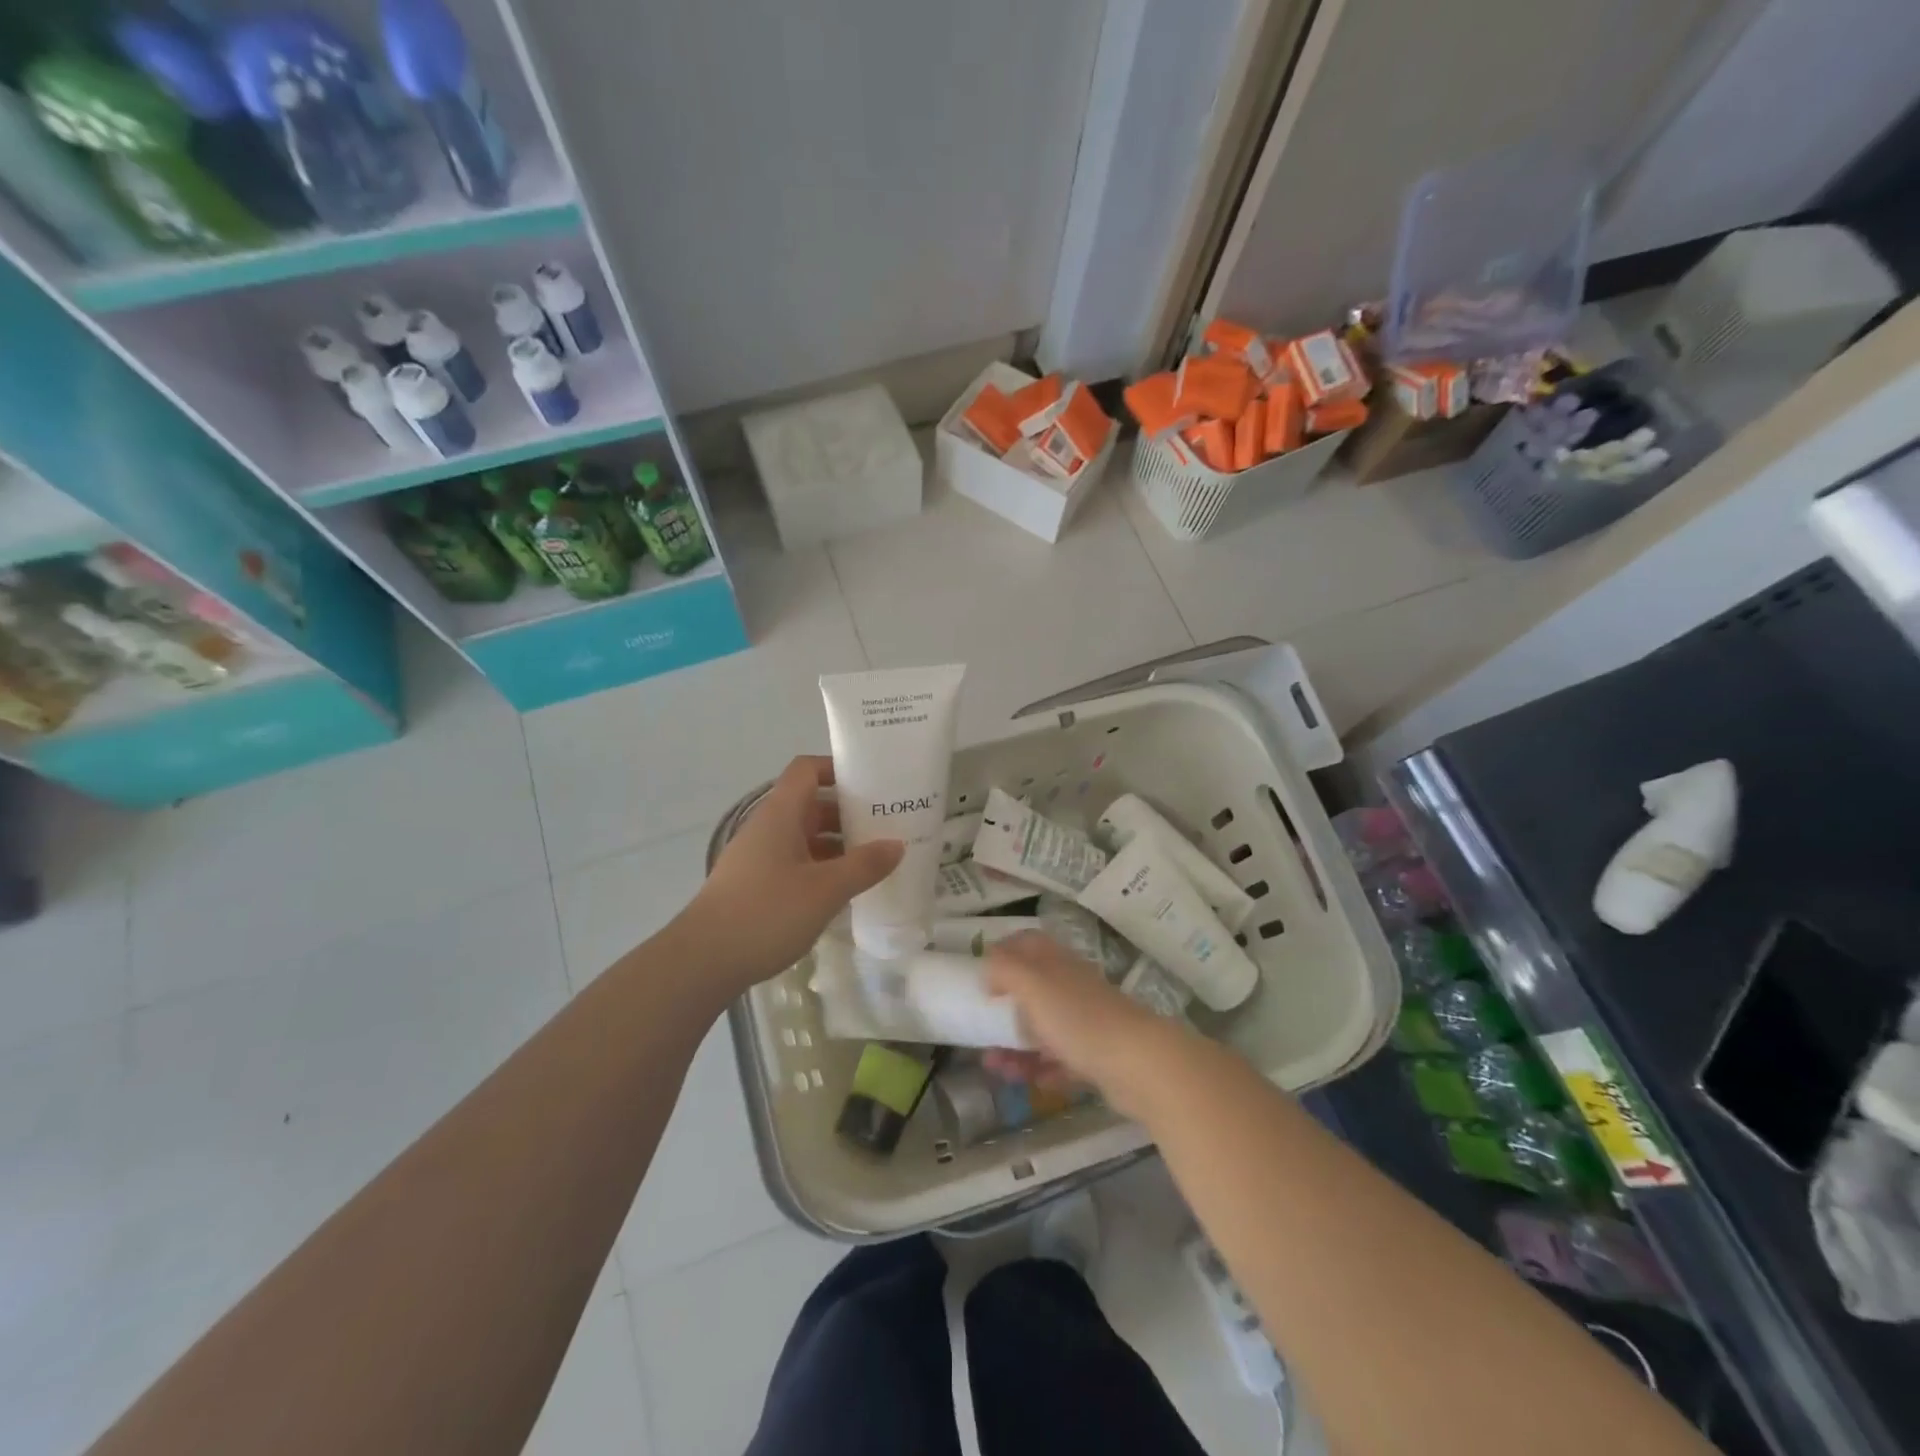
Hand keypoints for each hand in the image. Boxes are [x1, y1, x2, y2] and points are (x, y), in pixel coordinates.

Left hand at [686, 755, 902, 992]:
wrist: (703, 961)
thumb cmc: (766, 913)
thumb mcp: (825, 890)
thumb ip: (864, 865)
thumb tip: (897, 845)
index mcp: (780, 815)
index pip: (807, 770)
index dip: (837, 768)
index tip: (873, 782)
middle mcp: (767, 828)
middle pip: (810, 804)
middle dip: (847, 811)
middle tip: (886, 824)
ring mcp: (758, 857)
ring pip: (804, 836)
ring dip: (837, 843)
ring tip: (873, 859)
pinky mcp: (755, 885)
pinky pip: (795, 862)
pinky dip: (821, 867)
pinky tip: (843, 889)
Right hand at [984, 932, 1181, 1117]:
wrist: (1139, 1064)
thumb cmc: (1079, 1019)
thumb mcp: (1033, 985)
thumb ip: (1006, 969)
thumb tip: (988, 966)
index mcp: (1057, 963)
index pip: (1027, 943)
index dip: (1004, 952)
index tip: (981, 974)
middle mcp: (1072, 987)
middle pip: (1033, 990)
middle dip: (1005, 1011)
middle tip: (982, 1031)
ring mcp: (1086, 1022)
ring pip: (1044, 1028)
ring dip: (1017, 1047)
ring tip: (996, 1069)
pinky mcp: (1097, 1056)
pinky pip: (1061, 1060)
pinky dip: (1042, 1069)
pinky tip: (1029, 1082)